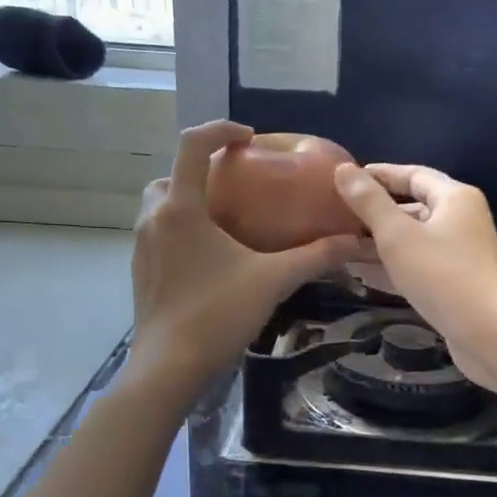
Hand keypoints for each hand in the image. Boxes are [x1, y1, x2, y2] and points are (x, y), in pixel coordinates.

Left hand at [131, 122, 363, 395]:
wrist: (169, 367)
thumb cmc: (218, 314)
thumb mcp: (273, 281)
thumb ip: (314, 257)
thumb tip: (356, 241)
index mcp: (181, 208)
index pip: (192, 145)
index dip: (220, 129)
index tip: (248, 138)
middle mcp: (154, 219)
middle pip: (170, 175)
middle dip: (201, 170)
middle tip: (236, 185)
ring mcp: (142, 246)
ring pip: (161, 206)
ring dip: (188, 201)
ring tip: (226, 220)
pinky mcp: (140, 271)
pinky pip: (159, 234)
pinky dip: (181, 230)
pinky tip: (210, 257)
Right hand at [334, 163, 496, 392]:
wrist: (491, 334)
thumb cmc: (443, 276)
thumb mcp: (398, 235)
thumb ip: (369, 202)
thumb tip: (342, 169)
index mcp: (454, 198)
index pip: (413, 174)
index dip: (379, 175)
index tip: (344, 180)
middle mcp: (461, 220)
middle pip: (413, 207)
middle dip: (375, 212)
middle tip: (337, 217)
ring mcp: (460, 255)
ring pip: (413, 241)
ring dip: (379, 243)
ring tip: (340, 246)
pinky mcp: (455, 285)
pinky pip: (418, 267)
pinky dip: (393, 267)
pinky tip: (362, 276)